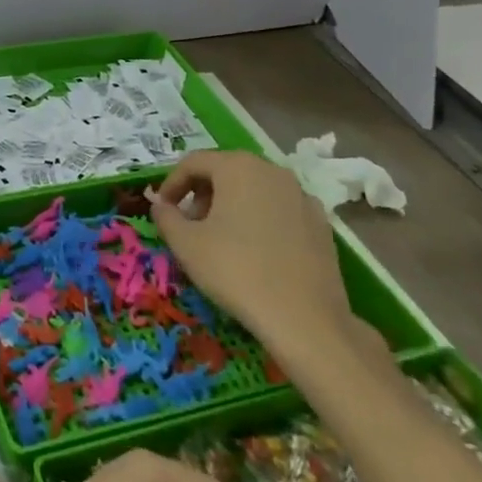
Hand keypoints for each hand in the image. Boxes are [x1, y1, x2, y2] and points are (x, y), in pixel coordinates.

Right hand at [151, 151, 352, 360]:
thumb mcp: (185, 243)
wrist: (305, 319)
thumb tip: (161, 205)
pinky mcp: (321, 224)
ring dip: (231, 205)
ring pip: (254, 189)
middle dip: (202, 193)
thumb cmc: (236, 270)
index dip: (172, 183)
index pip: (193, 162)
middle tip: (190, 224)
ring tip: (221, 238)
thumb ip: (166, 216)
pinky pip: (279, 210)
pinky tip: (256, 251)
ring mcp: (301, 196)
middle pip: (226, 171)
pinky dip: (261, 219)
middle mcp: (272, 171)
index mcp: (238, 167)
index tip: (163, 208)